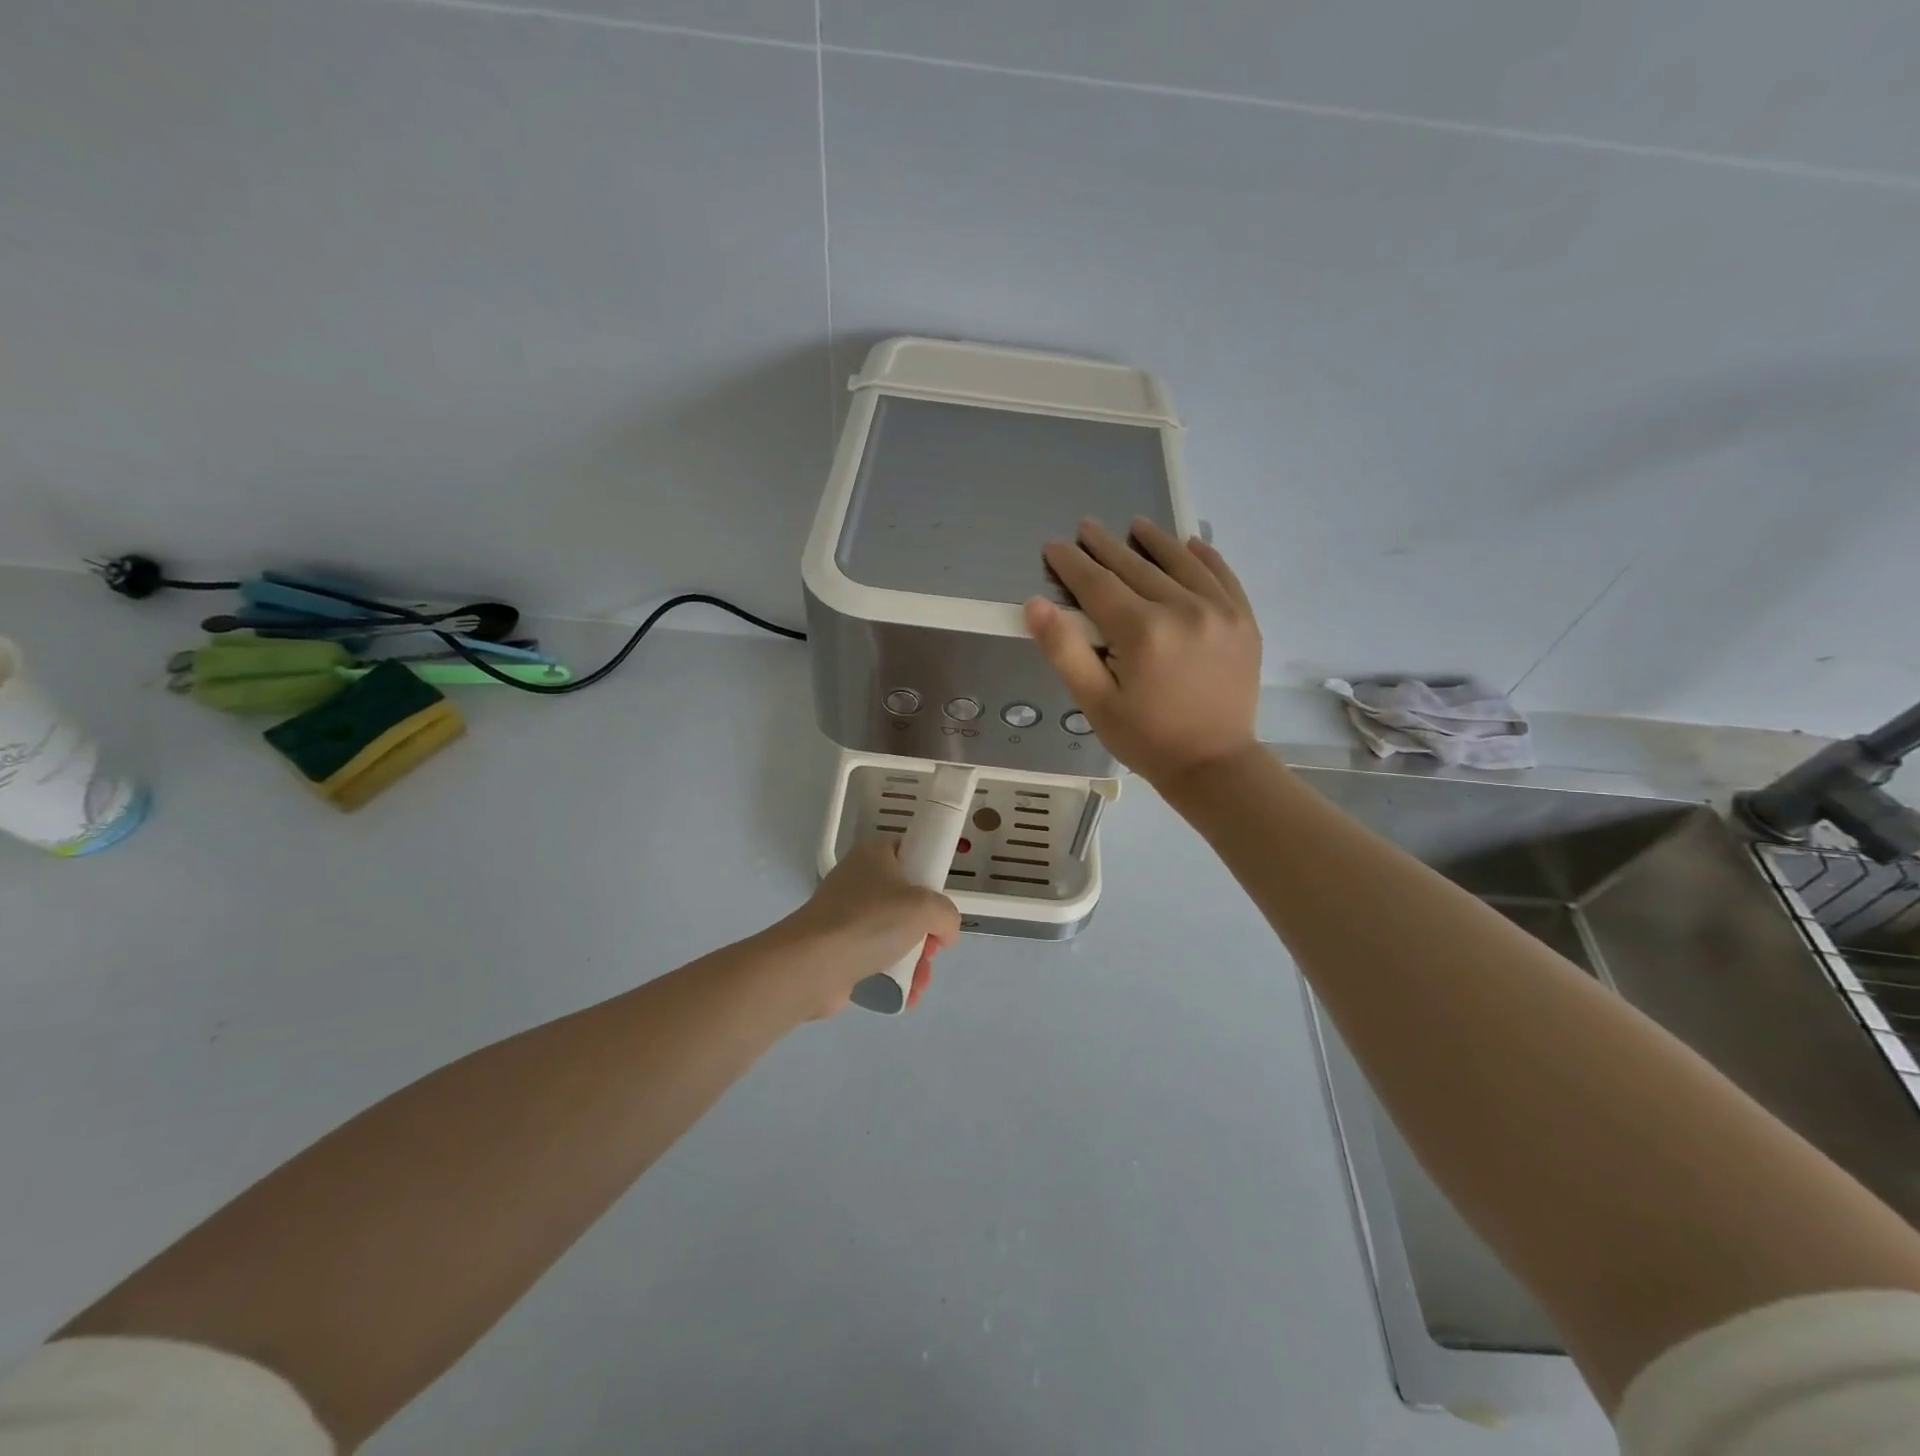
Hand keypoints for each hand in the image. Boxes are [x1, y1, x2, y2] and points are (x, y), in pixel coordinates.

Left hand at [776, 837, 961, 1017]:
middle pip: (907, 899)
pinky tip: (907, 995)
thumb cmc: (871, 920)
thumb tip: (944, 933)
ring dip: (916, 958)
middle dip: (927, 930)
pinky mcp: (839, 946)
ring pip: (895, 932)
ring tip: (921, 981)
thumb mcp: (926, 907)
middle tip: (933, 948)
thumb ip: (947, 915)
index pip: (910, 851)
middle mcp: (859, 879)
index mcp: (875, 854)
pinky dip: (894, 974)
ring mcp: (846, 914)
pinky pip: (877, 956)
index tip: (940, 901)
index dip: (930, 874)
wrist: (813, 964)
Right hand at [1025, 517, 1261, 787]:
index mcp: (1142, 632)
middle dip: (1105, 547)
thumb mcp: (1095, 703)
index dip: (1072, 564)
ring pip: (1180, 563)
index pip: (1097, 584)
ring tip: (1136, 525)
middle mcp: (1183, 609)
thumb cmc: (1146, 738)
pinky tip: (1191, 544)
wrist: (1215, 765)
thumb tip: (1036, 603)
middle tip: (1085, 527)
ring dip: (1155, 541)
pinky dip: (1205, 557)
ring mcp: (1220, 611)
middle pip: (1136, 567)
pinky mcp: (1244, 620)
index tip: (1054, 545)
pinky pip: (1222, 575)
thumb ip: (1065, 650)